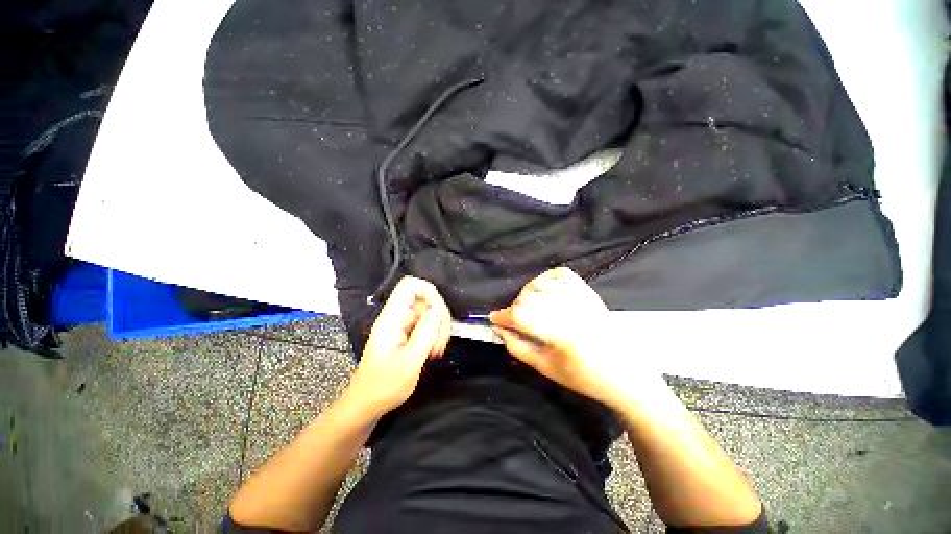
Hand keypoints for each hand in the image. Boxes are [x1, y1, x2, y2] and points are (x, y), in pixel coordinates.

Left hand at [348, 276, 451, 417]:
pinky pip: (426, 325)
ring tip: (437, 349)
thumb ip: (425, 334)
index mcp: (392, 319)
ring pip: (428, 312)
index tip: (439, 313)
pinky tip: (434, 351)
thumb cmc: (384, 386)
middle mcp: (396, 317)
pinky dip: (434, 334)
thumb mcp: (409, 362)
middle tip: (441, 340)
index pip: (409, 286)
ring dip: (438, 327)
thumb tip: (437, 313)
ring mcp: (401, 325)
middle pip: (424, 299)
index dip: (428, 291)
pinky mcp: (406, 334)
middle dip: (438, 316)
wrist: (367, 403)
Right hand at [489, 267, 664, 411]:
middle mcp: (569, 309)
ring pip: (540, 284)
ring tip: (528, 308)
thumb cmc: (586, 378)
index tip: (493, 320)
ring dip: (527, 295)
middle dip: (514, 308)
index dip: (502, 316)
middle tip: (513, 321)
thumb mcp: (547, 369)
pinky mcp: (588, 292)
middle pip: (527, 298)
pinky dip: (546, 278)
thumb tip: (500, 331)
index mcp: (560, 333)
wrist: (627, 375)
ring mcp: (580, 297)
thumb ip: (519, 348)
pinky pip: (561, 274)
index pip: (520, 315)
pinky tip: (543, 289)